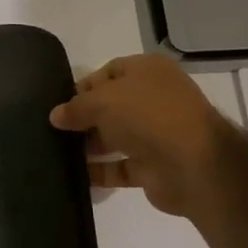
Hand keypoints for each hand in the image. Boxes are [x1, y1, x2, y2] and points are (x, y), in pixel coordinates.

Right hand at [49, 54, 226, 217]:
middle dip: (84, 117)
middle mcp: (154, 99)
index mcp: (148, 72)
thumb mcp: (102, 100)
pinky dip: (99, 171)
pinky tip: (74, 175)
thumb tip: (55, 116)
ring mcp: (156, 134)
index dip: (83, 86)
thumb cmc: (148, 115)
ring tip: (57, 151)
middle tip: (54, 129)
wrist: (194, 165)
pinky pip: (119, 167)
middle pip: (111, 105)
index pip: (109, 72)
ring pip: (115, 137)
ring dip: (89, 145)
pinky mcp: (154, 167)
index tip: (59, 103)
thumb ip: (75, 107)